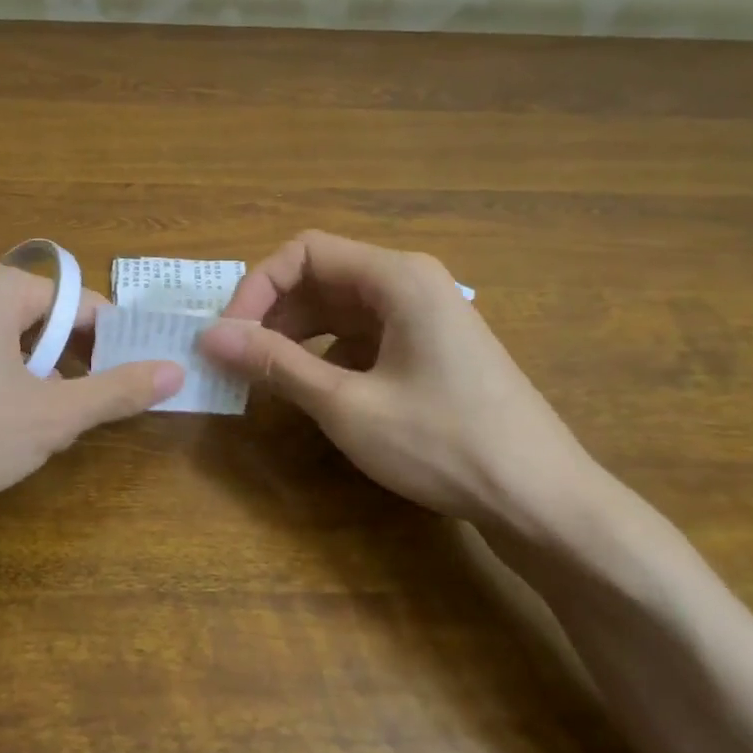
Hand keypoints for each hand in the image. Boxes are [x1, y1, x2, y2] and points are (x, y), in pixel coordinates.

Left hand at [0, 260, 183, 519]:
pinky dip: (8, 388)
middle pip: (45, 321)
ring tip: (58, 422)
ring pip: (14, 346)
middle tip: (101, 404)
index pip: (80, 304)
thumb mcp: (54, 414)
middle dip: (78, 361)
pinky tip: (7, 431)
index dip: (115, 341)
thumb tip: (177, 371)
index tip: (141, 377)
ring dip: (44, 379)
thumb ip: (118, 391)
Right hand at [198, 231, 599, 540]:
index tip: (228, 335)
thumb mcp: (347, 405)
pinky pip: (362, 335)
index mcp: (396, 277)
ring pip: (339, 308)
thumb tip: (209, 337)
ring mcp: (423, 316)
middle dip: (272, 312)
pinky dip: (326, 354)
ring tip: (263, 375)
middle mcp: (410, 283)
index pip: (304, 252)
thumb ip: (276, 364)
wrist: (542, 500)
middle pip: (321, 276)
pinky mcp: (428, 349)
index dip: (256, 287)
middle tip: (236, 358)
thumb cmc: (444, 443)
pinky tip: (313, 390)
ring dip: (295, 334)